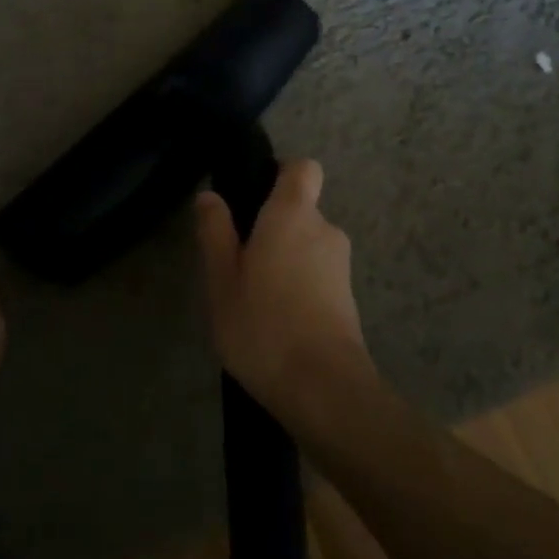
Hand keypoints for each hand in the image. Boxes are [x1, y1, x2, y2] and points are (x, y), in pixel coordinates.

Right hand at [194, 159, 371, 412]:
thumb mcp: (222, 280)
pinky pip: (317, 275)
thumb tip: (210, 197)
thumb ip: (215, 232)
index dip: (280, 174)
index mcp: (293, 214)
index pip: (303, 168)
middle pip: (300, 210)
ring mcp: (341, 265)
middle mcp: (325, 229)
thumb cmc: (263, 325)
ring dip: (284, 260)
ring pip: (307, 246)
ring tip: (253, 298)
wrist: (324, 390)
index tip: (253, 197)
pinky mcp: (349, 298)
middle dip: (272, 228)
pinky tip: (276, 322)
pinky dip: (299, 286)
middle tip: (237, 262)